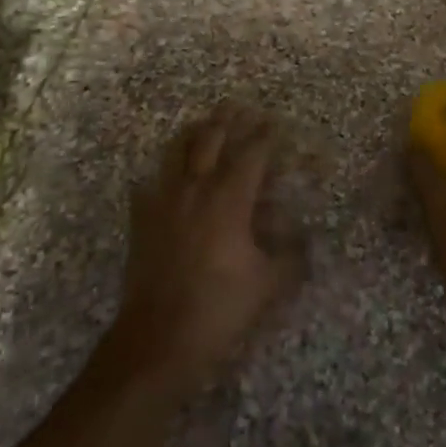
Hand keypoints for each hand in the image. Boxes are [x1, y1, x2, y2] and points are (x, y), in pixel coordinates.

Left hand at [112, 104, 303, 393]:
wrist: (157, 340)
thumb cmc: (218, 309)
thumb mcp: (268, 286)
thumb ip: (290, 256)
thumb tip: (304, 238)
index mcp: (229, 200)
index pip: (251, 154)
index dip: (265, 135)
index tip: (275, 123)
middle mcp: (196, 190)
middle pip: (211, 140)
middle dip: (227, 120)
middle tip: (238, 107)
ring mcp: (164, 202)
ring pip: (176, 152)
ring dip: (193, 133)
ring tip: (203, 124)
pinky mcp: (142, 220)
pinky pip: (149, 185)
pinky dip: (159, 174)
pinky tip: (162, 176)